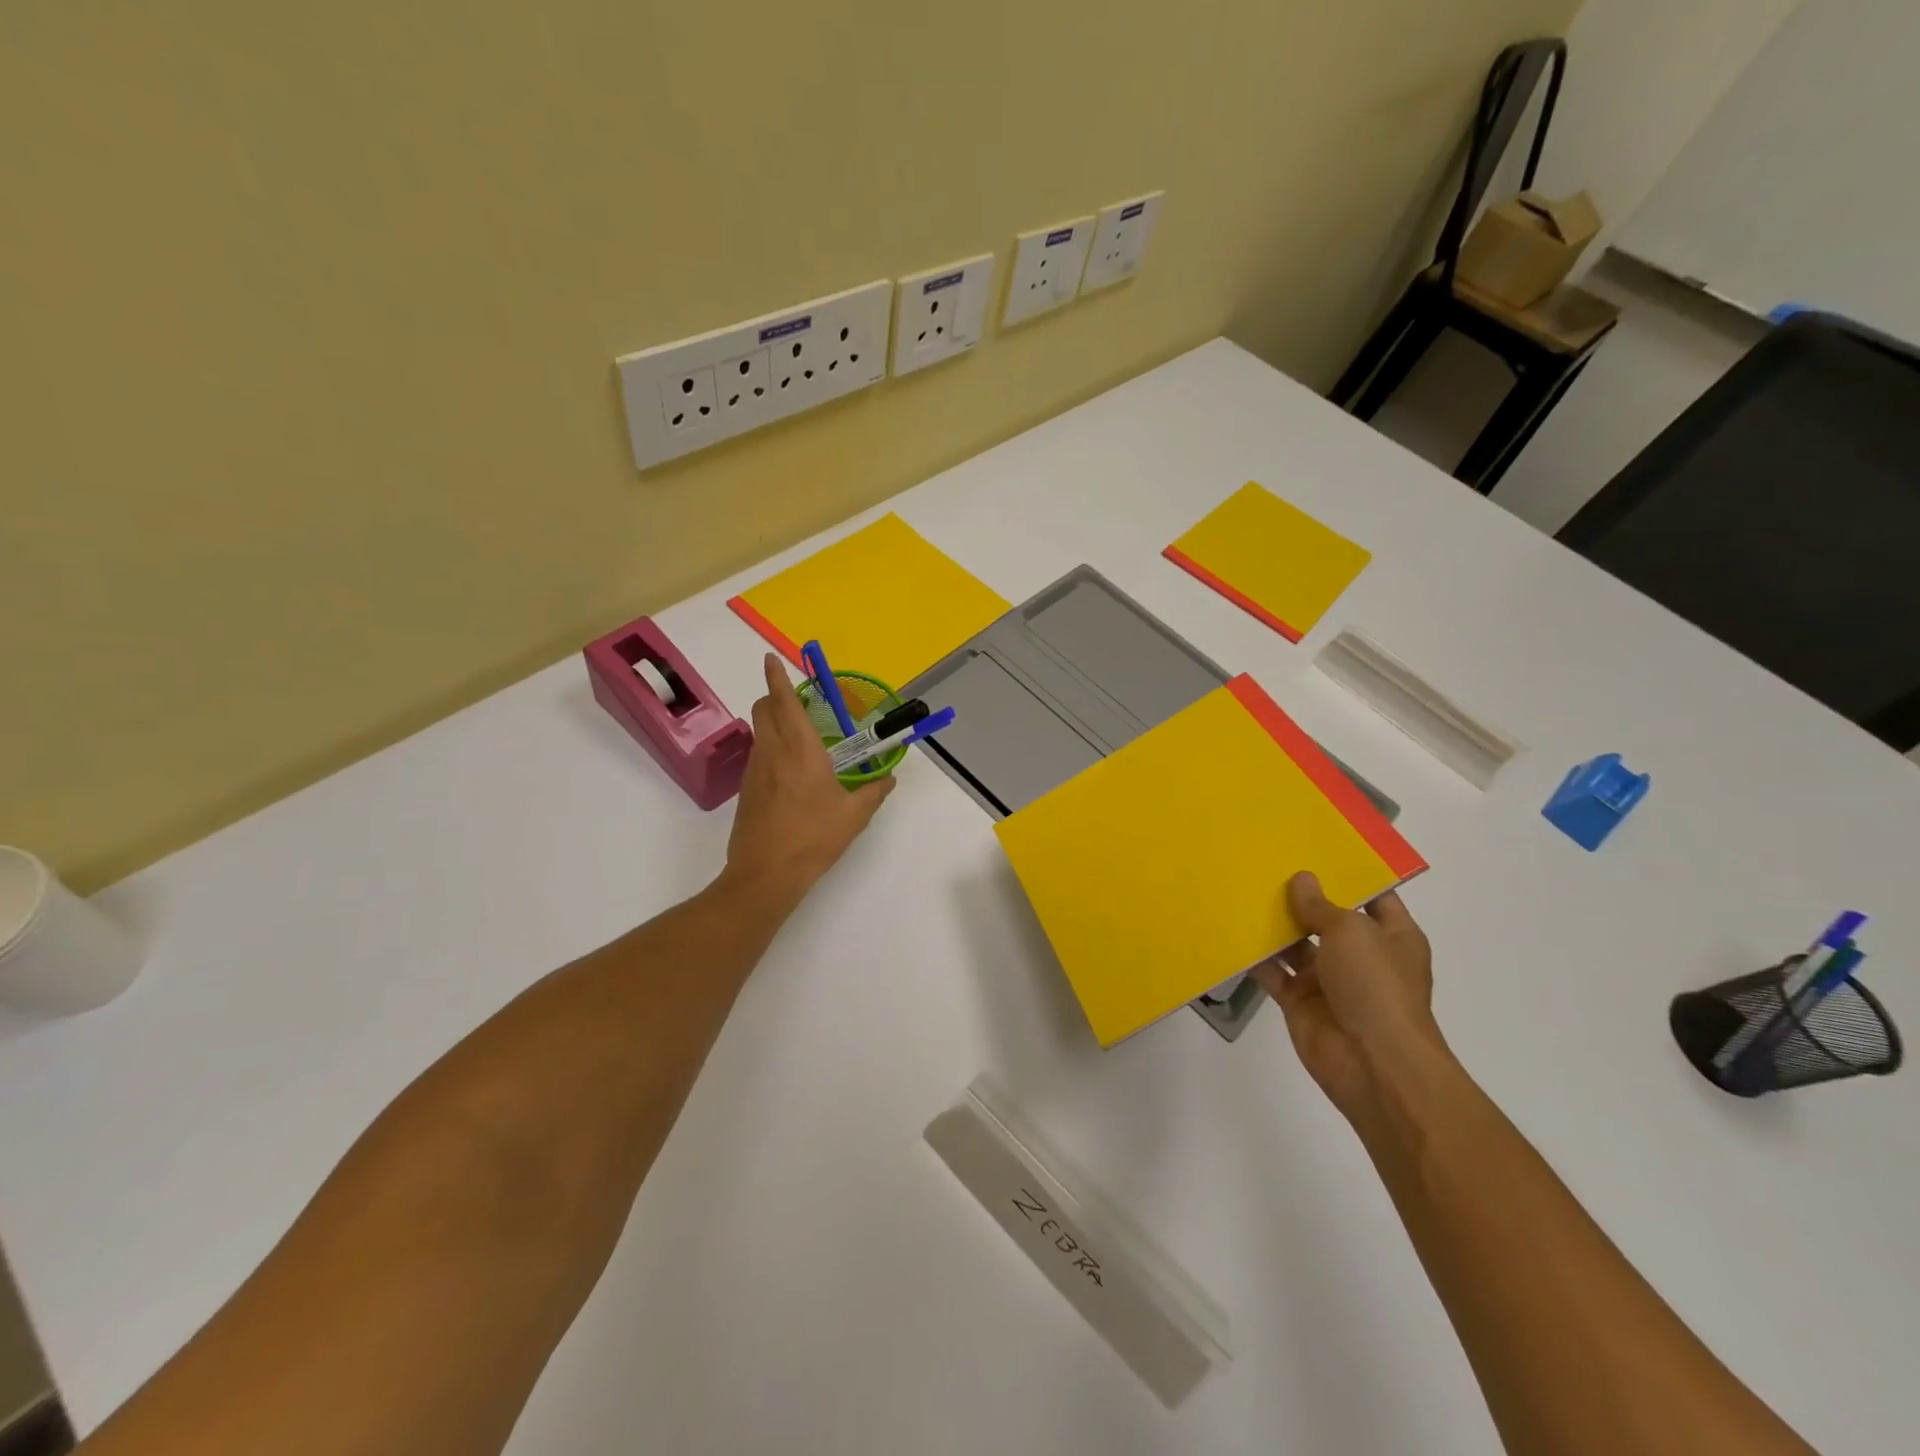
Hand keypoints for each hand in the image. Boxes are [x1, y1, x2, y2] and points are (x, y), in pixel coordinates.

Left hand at [722, 654, 895, 905]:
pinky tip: (791, 775)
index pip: (784, 701)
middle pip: (763, 709)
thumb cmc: (814, 837)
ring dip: (773, 724)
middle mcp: (772, 751)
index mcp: (800, 749)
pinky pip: (759, 755)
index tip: (771, 658)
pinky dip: (771, 749)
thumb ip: (874, 791)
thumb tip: (889, 778)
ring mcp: (755, 770)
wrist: (766, 873)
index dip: (777, 677)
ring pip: (759, 732)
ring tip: (800, 741)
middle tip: (796, 701)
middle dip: (774, 696)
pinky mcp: (747, 789)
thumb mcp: (855, 815)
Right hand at [1252, 873, 1446, 1121]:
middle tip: (1265, 860)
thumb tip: (1301, 879)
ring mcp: (1328, 979)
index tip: (1314, 847)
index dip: (1347, 873)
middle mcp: (1360, 955)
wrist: (1373, 1064)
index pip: (1372, 896)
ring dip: (1273, 922)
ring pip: (1295, 943)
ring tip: (1241, 886)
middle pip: (1326, 917)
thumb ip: (1321, 905)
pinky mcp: (1299, 1000)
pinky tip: (1229, 928)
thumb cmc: (1376, 987)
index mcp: (1391, 936)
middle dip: (1300, 895)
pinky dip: (1254, 955)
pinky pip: (1272, 971)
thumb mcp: (1352, 932)